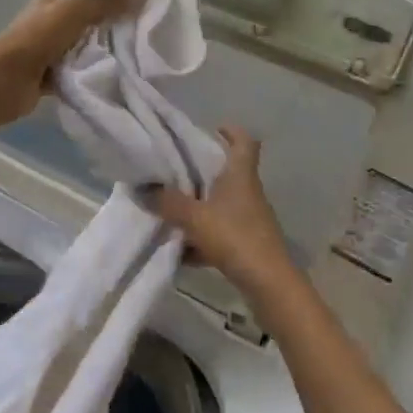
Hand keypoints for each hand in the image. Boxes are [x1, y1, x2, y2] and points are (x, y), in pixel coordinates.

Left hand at [0, 0, 134, 126]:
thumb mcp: (71, 12)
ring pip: (90, 38)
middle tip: (154, 14)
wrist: (4, 83)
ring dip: (110, 40)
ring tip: (145, 40)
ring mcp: (56, 44)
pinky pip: (84, 64)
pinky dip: (99, 65)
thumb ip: (104, 0)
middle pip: (93, 9)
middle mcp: (55, 16)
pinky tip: (125, 67)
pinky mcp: (57, 70)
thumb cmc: (35, 40)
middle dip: (118, 11)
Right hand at [153, 126, 296, 291]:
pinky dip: (201, 239)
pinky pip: (219, 233)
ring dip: (198, 207)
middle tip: (174, 171)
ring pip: (220, 205)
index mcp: (240, 176)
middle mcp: (247, 193)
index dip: (231, 131)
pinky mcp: (246, 244)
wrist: (269, 284)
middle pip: (227, 173)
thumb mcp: (194, 217)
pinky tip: (180, 252)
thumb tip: (142, 188)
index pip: (244, 142)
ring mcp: (249, 219)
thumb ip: (167, 202)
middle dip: (201, 172)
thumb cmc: (235, 237)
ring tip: (170, 211)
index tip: (212, 129)